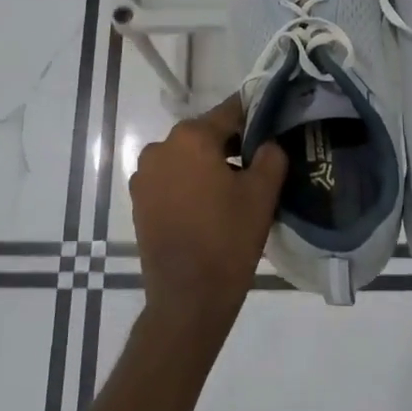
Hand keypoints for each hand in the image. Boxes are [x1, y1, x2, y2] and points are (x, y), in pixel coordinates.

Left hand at [128, 95, 287, 345]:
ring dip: (208, 165)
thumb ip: (271, 156)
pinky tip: (209, 207)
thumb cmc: (228, 239)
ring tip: (234, 190)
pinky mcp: (139, 201)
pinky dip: (190, 184)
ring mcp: (145, 175)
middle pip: (205, 134)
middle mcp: (161, 147)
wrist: (188, 298)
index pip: (230, 112)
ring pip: (187, 158)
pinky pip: (171, 179)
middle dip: (231, 144)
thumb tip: (268, 143)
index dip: (254, 116)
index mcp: (191, 137)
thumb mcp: (262, 194)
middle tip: (259, 164)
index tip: (273, 125)